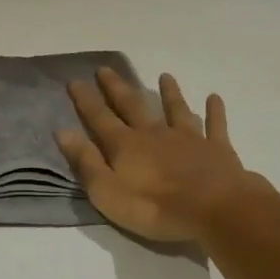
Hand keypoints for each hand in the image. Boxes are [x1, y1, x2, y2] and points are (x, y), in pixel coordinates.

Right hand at [57, 69, 266, 243]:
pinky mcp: (216, 148)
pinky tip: (214, 97)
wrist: (215, 209)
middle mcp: (154, 133)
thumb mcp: (108, 192)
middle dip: (117, 87)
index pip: (99, 118)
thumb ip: (86, 162)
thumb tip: (63, 132)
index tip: (74, 80)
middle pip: (133, 105)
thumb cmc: (155, 208)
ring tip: (165, 76)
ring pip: (175, 110)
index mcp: (126, 145)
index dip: (85, 100)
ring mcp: (187, 138)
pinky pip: (215, 125)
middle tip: (106, 69)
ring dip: (169, 93)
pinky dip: (214, 111)